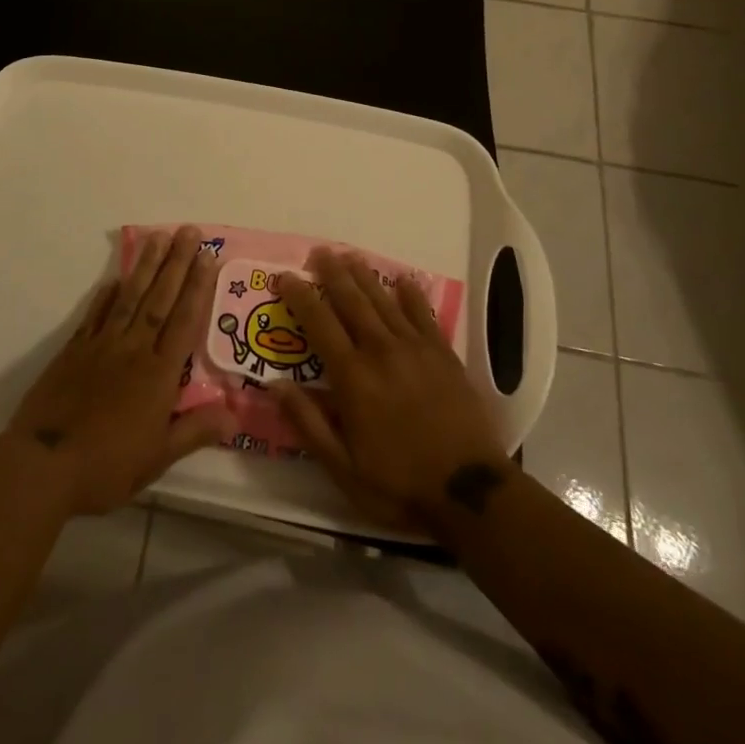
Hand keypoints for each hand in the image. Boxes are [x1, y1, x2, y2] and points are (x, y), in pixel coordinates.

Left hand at [3, 226, 233, 515]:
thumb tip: (235, 413)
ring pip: (130, 298)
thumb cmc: (107, 466)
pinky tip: (115, 278)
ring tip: (158, 238)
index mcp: (159, 374)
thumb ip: (196, 431)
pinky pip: (95, 315)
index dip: (198, 287)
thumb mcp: (158, 457)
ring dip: (146, 267)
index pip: (184, 320)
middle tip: (188, 231)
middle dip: (177, 263)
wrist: (44, 465)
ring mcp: (102, 345)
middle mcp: (134, 349)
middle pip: (160, 299)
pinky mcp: (75, 349)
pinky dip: (106, 295)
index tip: (208, 256)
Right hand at [274, 249, 512, 529]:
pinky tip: (403, 280)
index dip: (300, 296)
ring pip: (384, 301)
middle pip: (352, 301)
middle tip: (320, 252)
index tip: (285, 276)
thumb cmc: (399, 484)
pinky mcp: (443, 354)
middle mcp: (381, 351)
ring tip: (350, 256)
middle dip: (333, 274)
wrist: (470, 492)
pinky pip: (423, 314)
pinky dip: (411, 294)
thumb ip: (308, 423)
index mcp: (353, 377)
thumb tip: (274, 385)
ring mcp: (415, 349)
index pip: (319, 323)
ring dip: (364, 276)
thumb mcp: (343, 468)